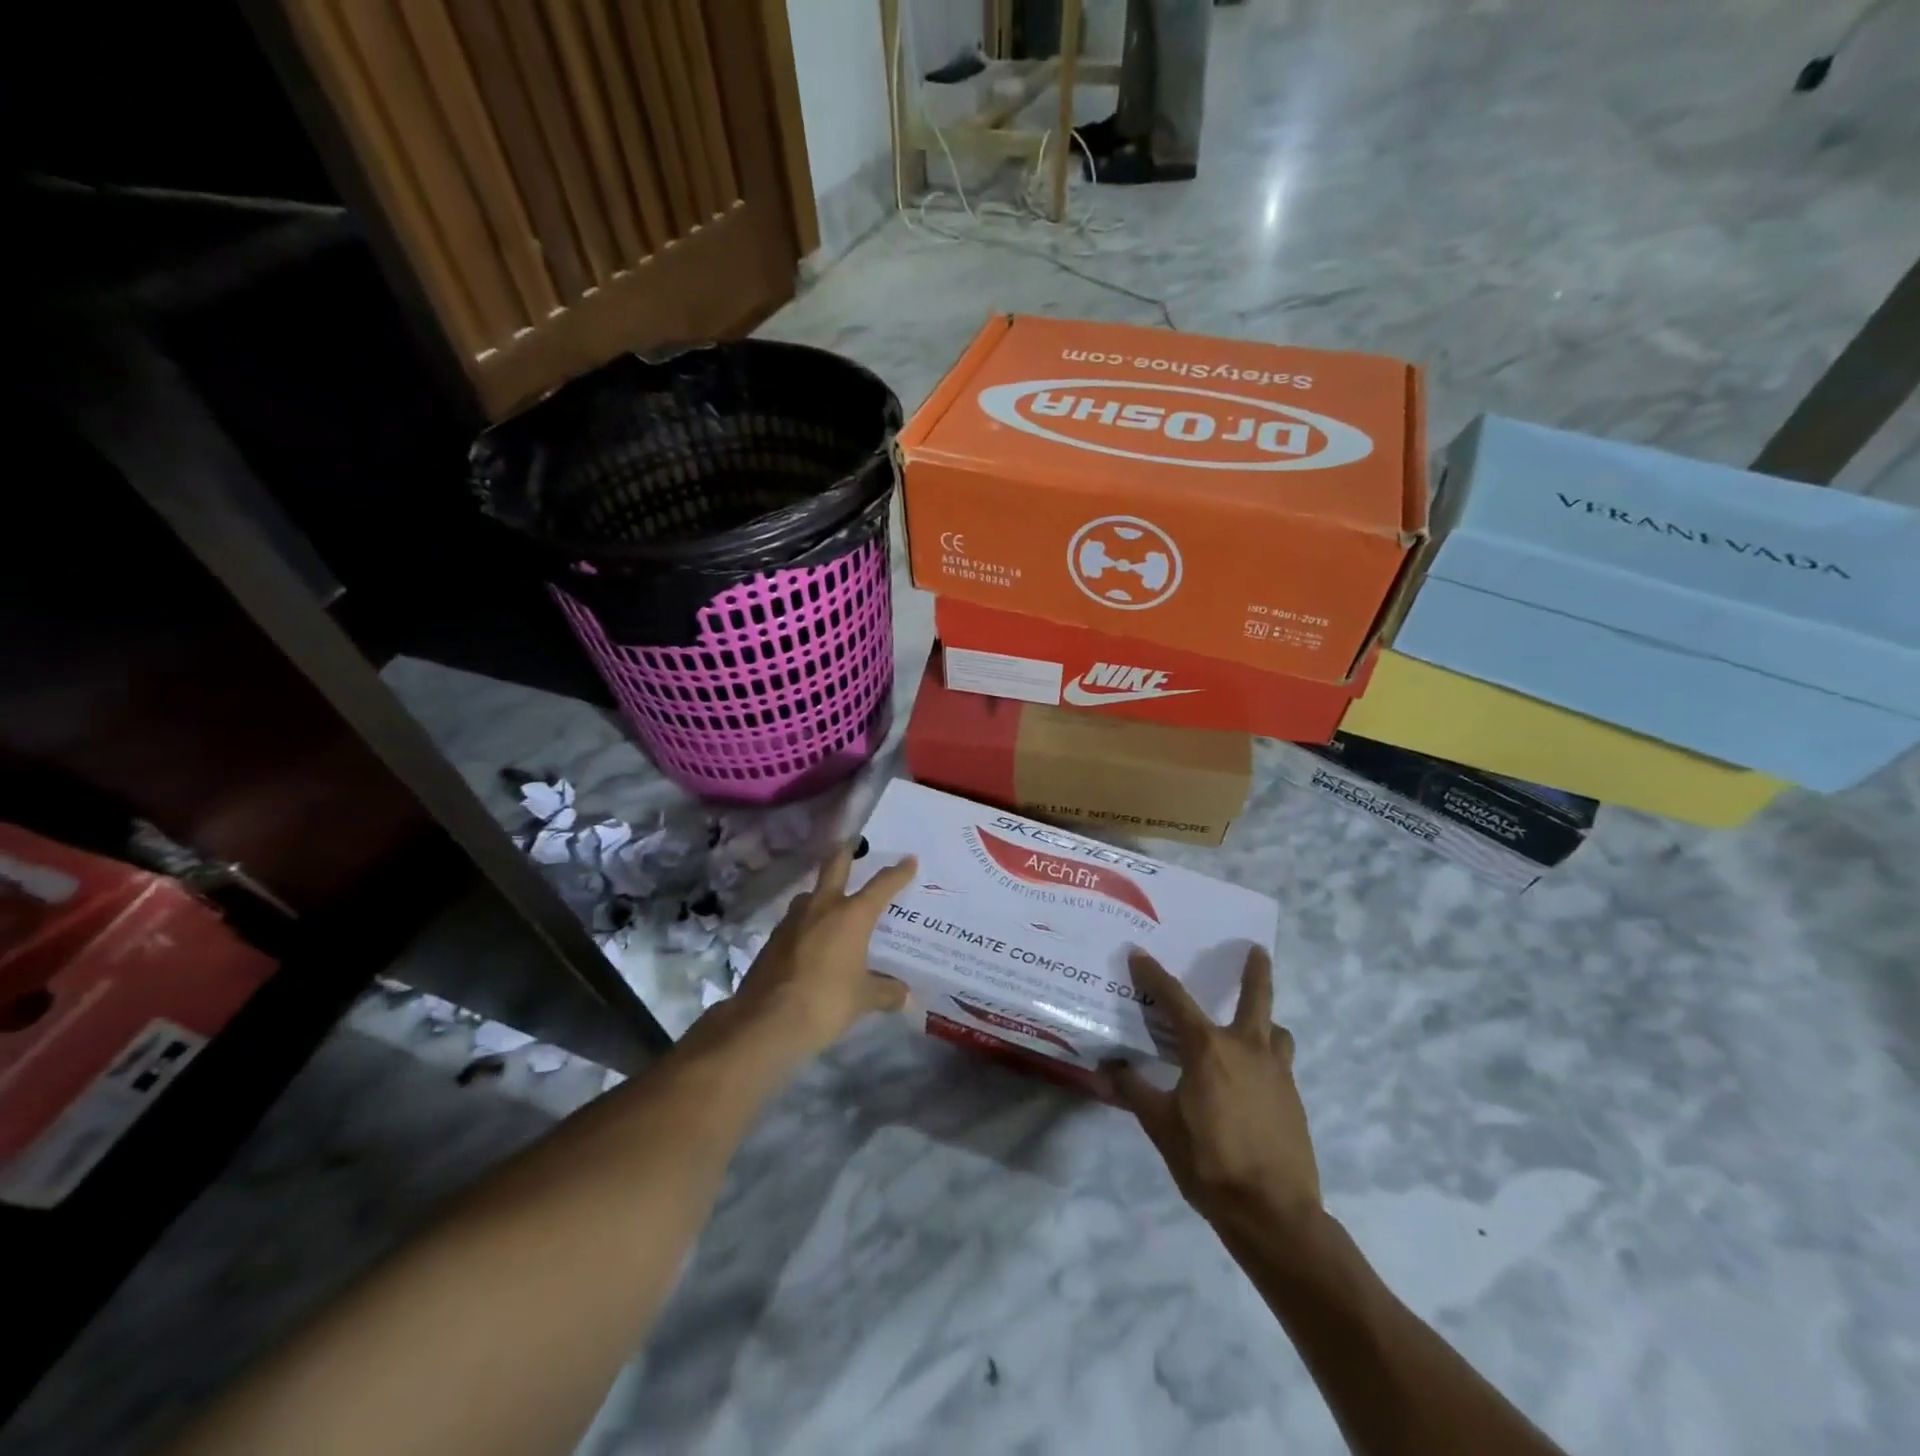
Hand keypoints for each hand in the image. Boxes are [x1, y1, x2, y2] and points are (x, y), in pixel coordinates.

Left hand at [726, 844, 916, 1059]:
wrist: (765, 1021)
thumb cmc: (825, 1002)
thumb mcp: (863, 1000)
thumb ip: (885, 992)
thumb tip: (906, 996)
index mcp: (851, 916)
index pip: (881, 886)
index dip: (898, 873)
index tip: (909, 860)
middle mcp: (822, 908)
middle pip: (834, 866)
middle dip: (846, 852)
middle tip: (852, 842)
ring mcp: (793, 921)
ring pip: (810, 894)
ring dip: (822, 891)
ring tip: (831, 900)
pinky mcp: (773, 939)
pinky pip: (796, 920)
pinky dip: (807, 922)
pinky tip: (811, 939)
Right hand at [1102, 946, 1321, 1231]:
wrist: (1274, 1214)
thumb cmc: (1210, 1162)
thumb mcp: (1160, 1125)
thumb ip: (1134, 1092)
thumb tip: (1108, 1068)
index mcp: (1209, 1049)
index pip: (1174, 999)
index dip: (1153, 975)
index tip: (1138, 954)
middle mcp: (1247, 1049)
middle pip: (1256, 998)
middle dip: (1256, 971)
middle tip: (1257, 949)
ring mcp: (1277, 1074)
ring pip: (1277, 1033)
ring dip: (1266, 1023)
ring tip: (1255, 1029)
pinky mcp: (1294, 1101)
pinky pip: (1281, 1065)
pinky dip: (1268, 1060)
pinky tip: (1253, 1082)